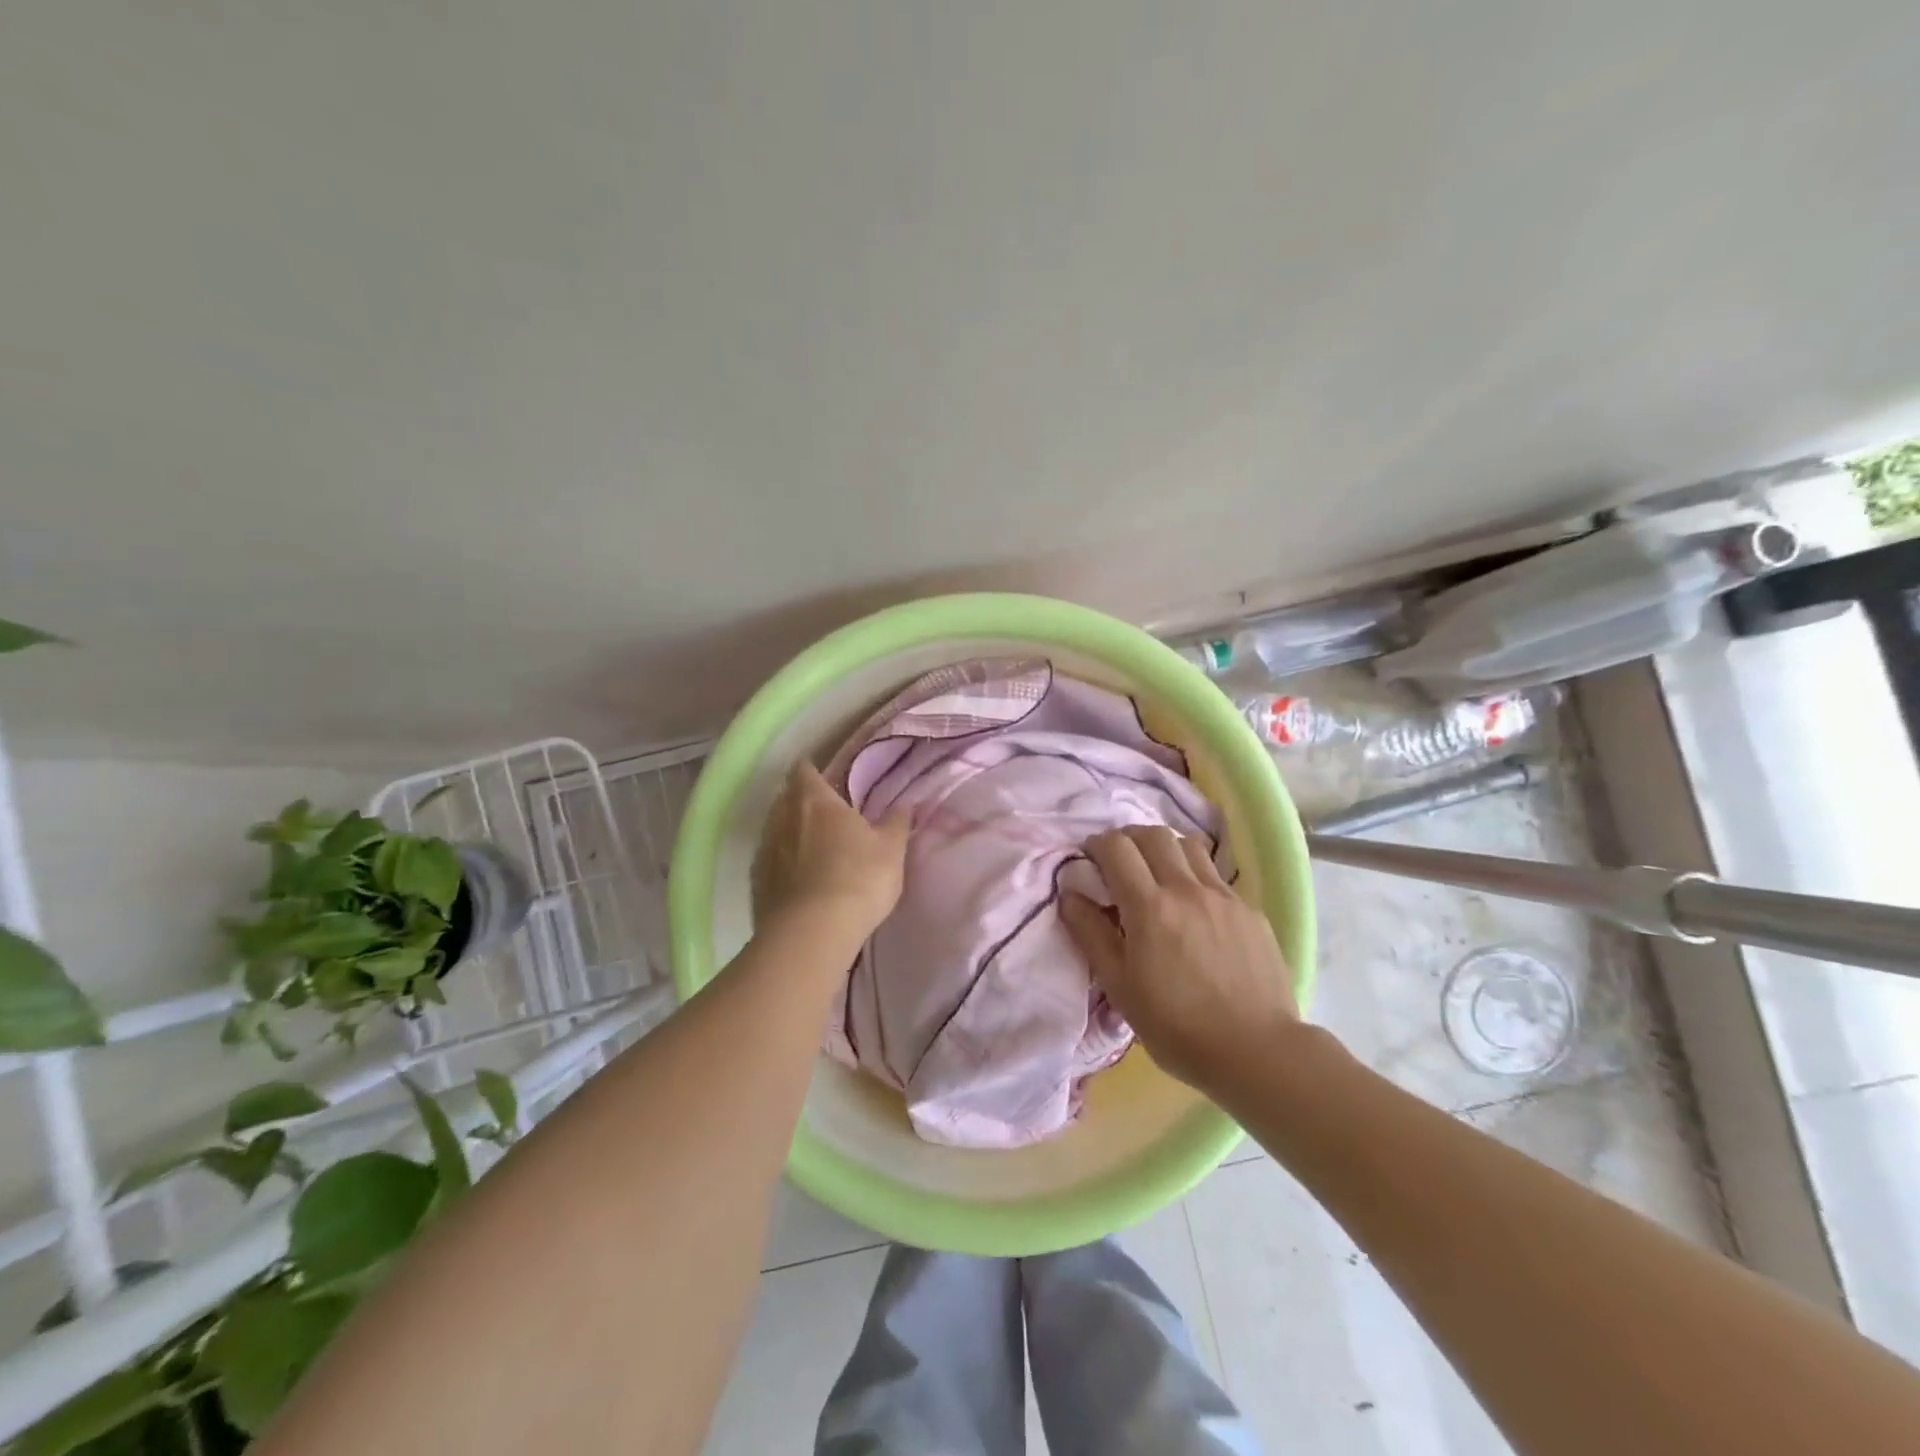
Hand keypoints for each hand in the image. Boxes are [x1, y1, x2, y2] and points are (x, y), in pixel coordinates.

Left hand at [752, 762, 909, 936]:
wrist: (813, 931)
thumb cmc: (859, 879)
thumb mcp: (891, 850)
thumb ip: (896, 823)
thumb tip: (906, 803)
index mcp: (815, 800)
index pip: (804, 770)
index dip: (813, 771)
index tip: (826, 778)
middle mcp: (782, 817)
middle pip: (786, 798)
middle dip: (802, 801)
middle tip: (826, 814)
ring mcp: (765, 849)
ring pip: (775, 829)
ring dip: (790, 833)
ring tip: (812, 848)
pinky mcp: (756, 881)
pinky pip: (769, 861)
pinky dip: (782, 863)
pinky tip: (798, 879)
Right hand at [1060, 825, 1299, 1092]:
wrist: (1257, 1052)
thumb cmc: (1176, 1026)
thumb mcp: (1120, 986)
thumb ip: (1091, 933)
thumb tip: (1070, 893)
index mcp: (1150, 907)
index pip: (1117, 847)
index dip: (1098, 844)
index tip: (1090, 859)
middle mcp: (1187, 889)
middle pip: (1153, 834)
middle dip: (1129, 838)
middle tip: (1119, 862)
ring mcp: (1223, 896)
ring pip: (1189, 845)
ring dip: (1164, 849)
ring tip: (1157, 875)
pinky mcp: (1250, 910)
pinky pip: (1215, 875)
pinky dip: (1194, 875)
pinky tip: (1193, 908)